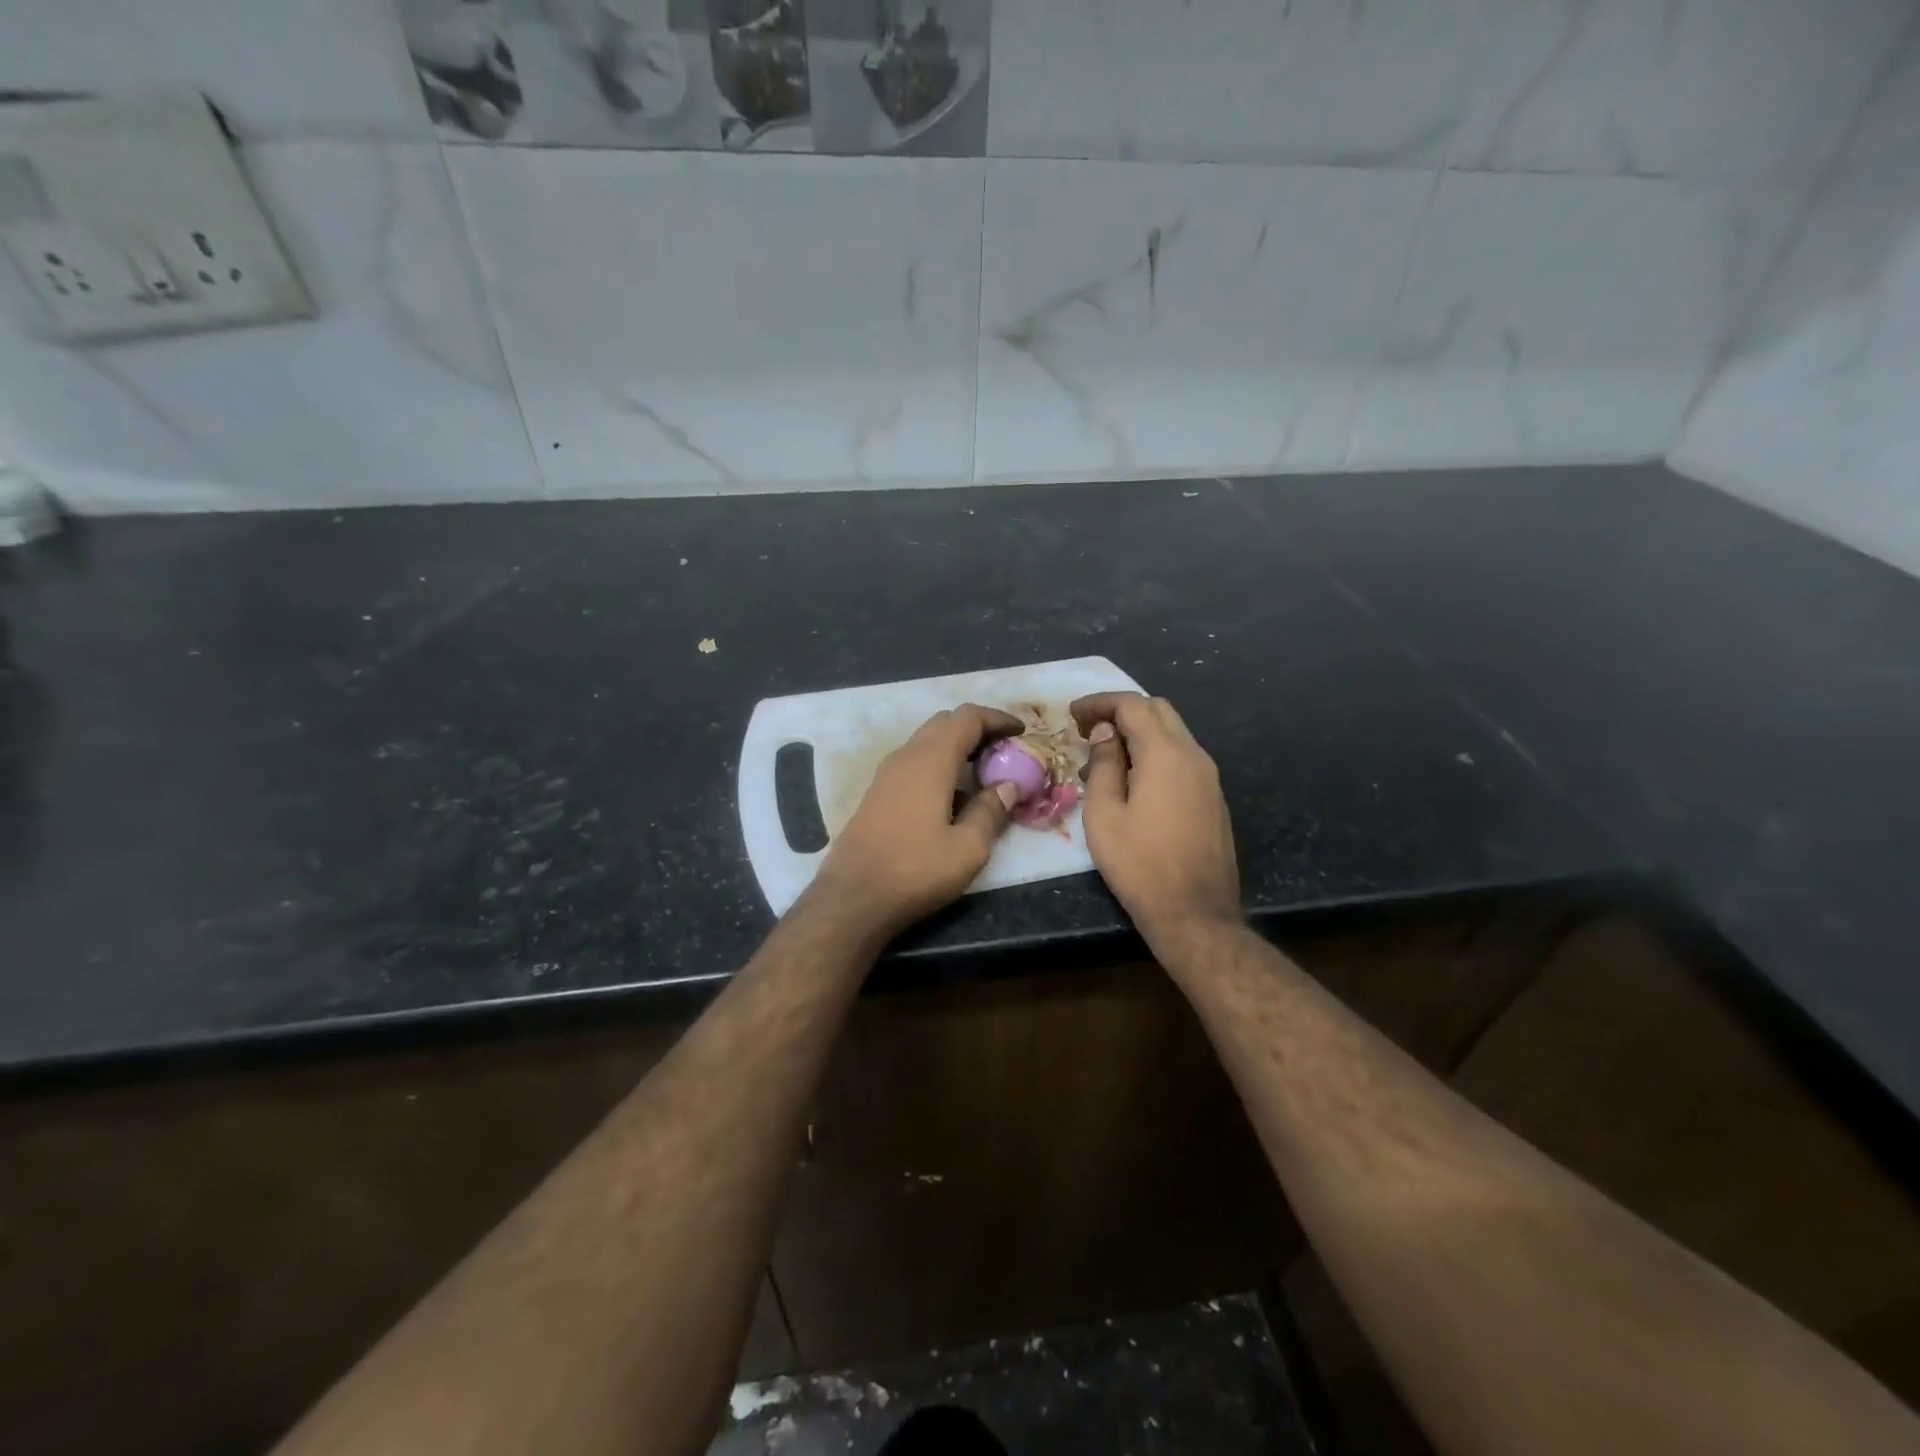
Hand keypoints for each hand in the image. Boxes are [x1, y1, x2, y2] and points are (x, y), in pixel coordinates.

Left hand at [806, 704, 1023, 939]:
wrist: (853, 897)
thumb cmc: (915, 870)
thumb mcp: (968, 848)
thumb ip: (991, 811)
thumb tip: (1008, 786)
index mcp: (931, 760)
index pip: (967, 717)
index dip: (997, 719)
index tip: (1021, 732)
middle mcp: (906, 756)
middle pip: (945, 723)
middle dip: (978, 730)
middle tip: (1004, 751)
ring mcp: (886, 774)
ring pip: (927, 741)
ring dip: (956, 747)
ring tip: (983, 772)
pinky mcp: (877, 793)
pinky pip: (914, 762)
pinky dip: (939, 764)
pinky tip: (952, 795)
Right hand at [1071, 691, 1240, 947]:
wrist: (1195, 913)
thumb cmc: (1139, 864)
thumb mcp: (1104, 814)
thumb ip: (1104, 765)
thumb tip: (1106, 734)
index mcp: (1166, 754)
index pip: (1133, 705)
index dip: (1100, 703)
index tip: (1072, 714)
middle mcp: (1194, 755)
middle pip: (1158, 711)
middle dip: (1122, 711)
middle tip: (1089, 730)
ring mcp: (1209, 777)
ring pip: (1173, 734)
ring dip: (1139, 734)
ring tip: (1104, 757)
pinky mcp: (1213, 798)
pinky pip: (1182, 758)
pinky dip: (1155, 754)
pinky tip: (1132, 780)